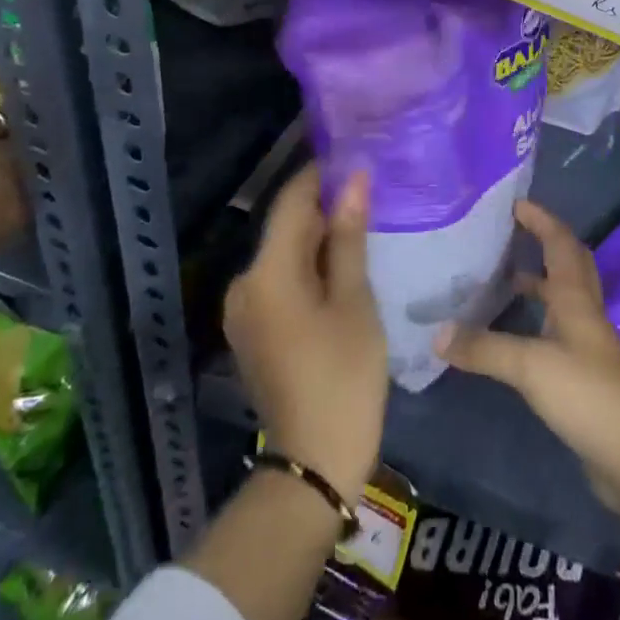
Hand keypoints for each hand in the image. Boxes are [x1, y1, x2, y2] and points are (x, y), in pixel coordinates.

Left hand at [225, 165, 386, 504]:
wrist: (313, 464)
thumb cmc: (344, 377)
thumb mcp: (354, 302)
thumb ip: (349, 237)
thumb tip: (354, 180)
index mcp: (267, 273)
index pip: (292, 200)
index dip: (323, 173)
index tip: (359, 154)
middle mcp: (245, 283)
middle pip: (288, 226)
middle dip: (326, 205)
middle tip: (374, 188)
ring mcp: (245, 309)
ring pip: (286, 253)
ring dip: (321, 235)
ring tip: (367, 220)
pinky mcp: (253, 329)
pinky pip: (282, 279)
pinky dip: (311, 265)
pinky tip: (345, 264)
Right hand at [439, 200, 619, 515]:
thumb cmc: (587, 395)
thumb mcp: (530, 366)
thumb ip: (483, 348)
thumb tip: (437, 333)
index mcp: (576, 298)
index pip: (561, 243)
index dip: (541, 220)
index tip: (515, 203)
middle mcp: (584, 312)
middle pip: (570, 264)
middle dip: (545, 242)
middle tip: (512, 233)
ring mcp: (588, 344)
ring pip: (563, 298)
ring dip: (539, 283)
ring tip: (502, 278)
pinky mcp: (585, 374)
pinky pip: (558, 331)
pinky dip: (537, 321)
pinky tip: (513, 334)